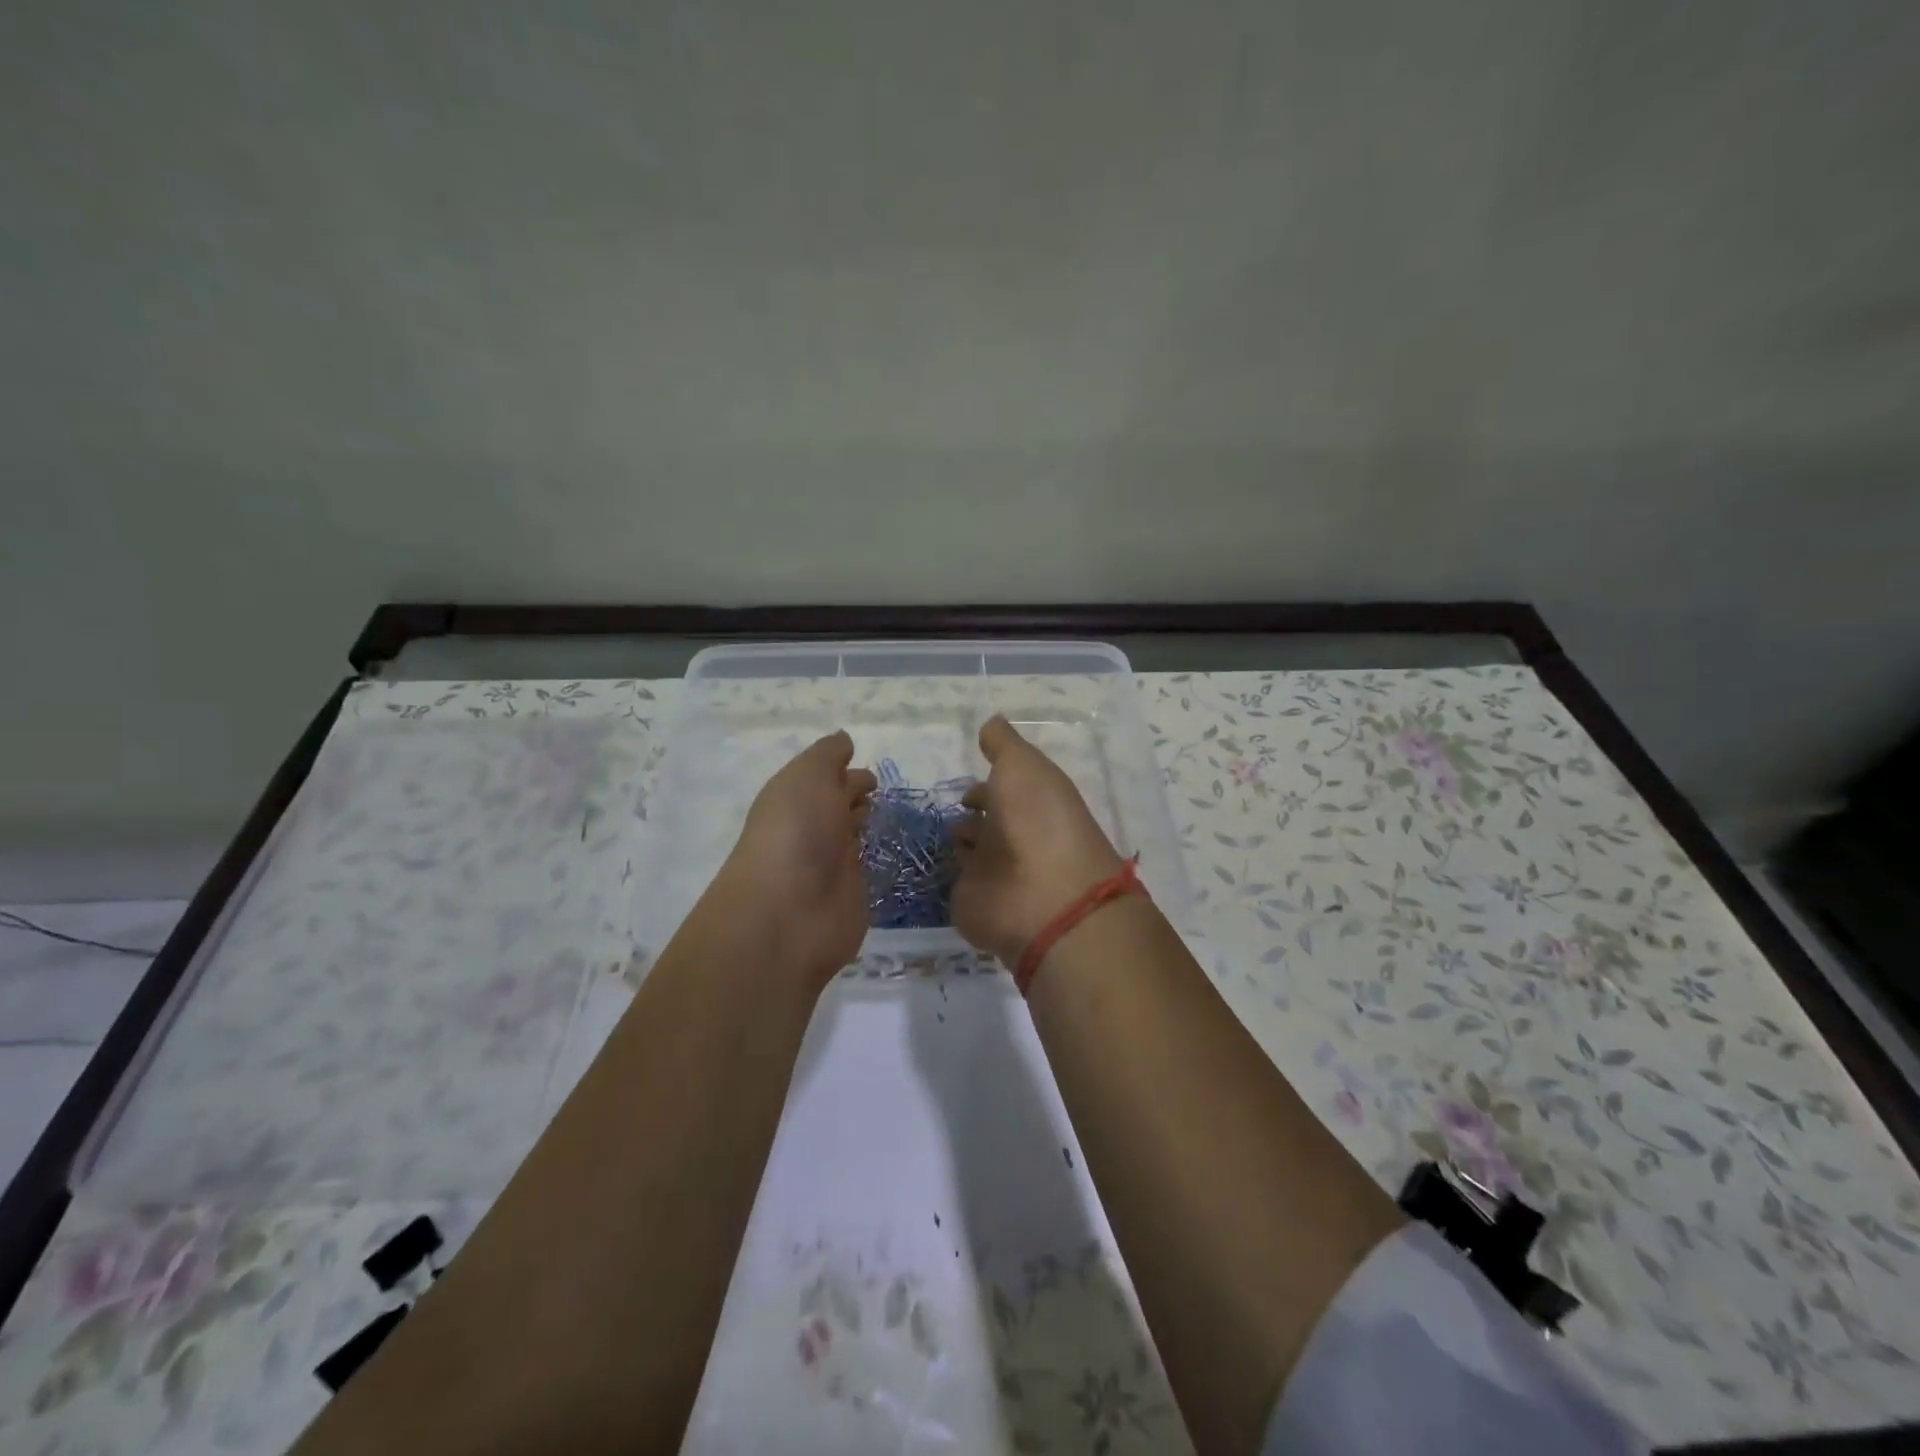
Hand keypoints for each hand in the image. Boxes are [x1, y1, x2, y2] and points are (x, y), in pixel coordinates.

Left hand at [710, 730, 876, 987]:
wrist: (790, 912)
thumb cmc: (797, 832)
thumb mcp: (809, 776)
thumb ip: (827, 755)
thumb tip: (844, 740)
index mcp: (795, 799)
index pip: (823, 780)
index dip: (845, 773)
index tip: (871, 772)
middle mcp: (812, 831)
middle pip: (837, 808)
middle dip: (856, 797)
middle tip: (885, 793)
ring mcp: (831, 866)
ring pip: (853, 838)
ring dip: (867, 827)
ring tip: (896, 818)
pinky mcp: (852, 897)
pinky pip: (869, 871)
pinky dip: (879, 860)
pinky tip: (898, 851)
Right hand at [951, 716, 1124, 963]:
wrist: (1041, 895)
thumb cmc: (1036, 820)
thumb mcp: (1023, 765)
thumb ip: (1003, 744)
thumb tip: (991, 722)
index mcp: (1031, 803)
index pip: (1005, 792)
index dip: (984, 786)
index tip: (964, 786)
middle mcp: (1013, 837)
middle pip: (986, 822)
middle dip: (966, 814)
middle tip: (941, 809)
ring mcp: (993, 872)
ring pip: (969, 851)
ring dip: (955, 840)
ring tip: (930, 832)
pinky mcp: (971, 900)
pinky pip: (951, 881)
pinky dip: (940, 871)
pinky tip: (922, 859)